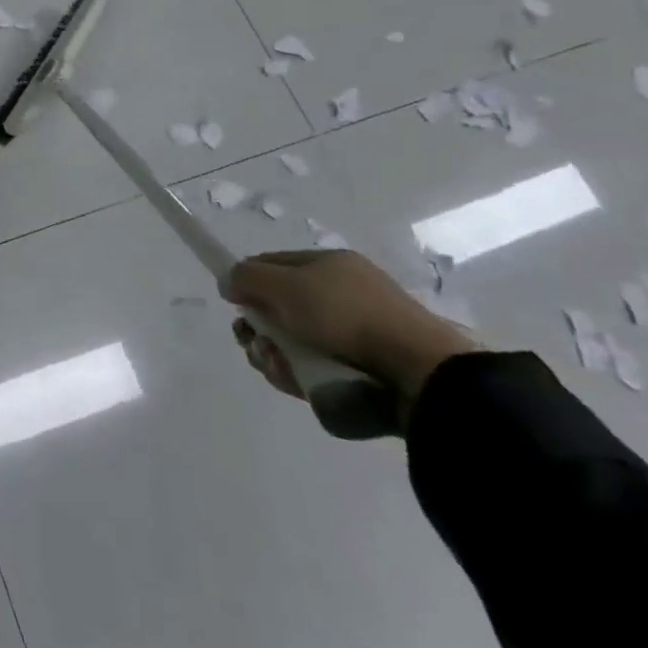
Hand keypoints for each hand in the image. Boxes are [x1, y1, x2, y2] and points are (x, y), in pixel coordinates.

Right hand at [220, 250, 478, 405]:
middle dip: (259, 328)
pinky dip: (302, 374)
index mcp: (328, 264)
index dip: (247, 282)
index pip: (272, 264)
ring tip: (278, 369)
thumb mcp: (285, 286)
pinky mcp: (368, 368)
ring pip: (297, 341)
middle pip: (281, 307)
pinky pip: (320, 367)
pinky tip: (298, 383)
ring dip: (276, 354)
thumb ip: (247, 278)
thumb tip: (228, 281)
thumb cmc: (346, 316)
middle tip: (255, 345)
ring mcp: (358, 332)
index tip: (236, 306)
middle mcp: (343, 292)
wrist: (419, 372)